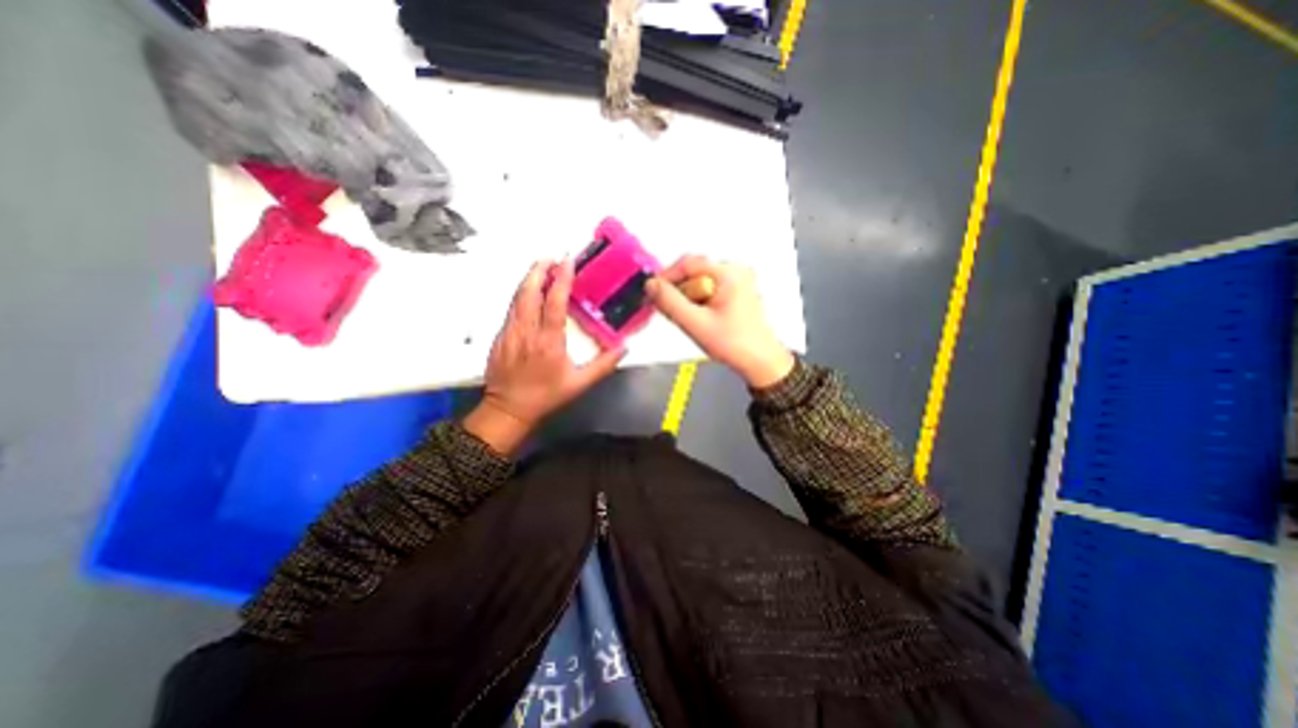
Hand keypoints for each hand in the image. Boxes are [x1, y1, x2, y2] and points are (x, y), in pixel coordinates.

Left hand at [467, 256, 629, 455]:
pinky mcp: (500, 336)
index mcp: (548, 341)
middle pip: (529, 291)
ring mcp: (509, 332)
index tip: (567, 262)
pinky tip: (529, 291)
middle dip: (539, 270)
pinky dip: (521, 294)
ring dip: (529, 279)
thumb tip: (624, 348)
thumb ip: (603, 365)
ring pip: (517, 297)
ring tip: (541, 266)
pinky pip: (511, 308)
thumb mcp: (580, 384)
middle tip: (551, 256)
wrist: (508, 409)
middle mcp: (526, 331)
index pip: (553, 302)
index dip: (561, 279)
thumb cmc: (546, 396)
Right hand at [646, 256, 797, 389]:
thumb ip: (670, 303)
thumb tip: (650, 285)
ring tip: (690, 320)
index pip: (688, 263)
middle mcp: (736, 270)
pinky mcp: (738, 292)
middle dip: (679, 291)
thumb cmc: (732, 343)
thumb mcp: (695, 324)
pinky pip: (710, 289)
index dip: (666, 277)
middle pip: (694, 272)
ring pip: (701, 282)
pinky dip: (699, 301)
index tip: (653, 294)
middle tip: (673, 313)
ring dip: (689, 298)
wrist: (761, 362)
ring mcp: (739, 280)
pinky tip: (701, 319)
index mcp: (729, 273)